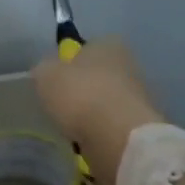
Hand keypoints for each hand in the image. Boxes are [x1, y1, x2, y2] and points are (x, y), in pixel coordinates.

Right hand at [32, 38, 165, 184]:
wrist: (119, 139)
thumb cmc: (80, 94)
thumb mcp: (45, 74)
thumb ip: (44, 69)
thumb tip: (47, 73)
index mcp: (108, 44)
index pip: (87, 47)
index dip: (69, 62)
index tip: (56, 78)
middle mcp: (128, 66)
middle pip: (97, 76)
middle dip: (82, 89)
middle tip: (61, 104)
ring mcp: (138, 98)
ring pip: (104, 102)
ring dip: (90, 113)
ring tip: (70, 126)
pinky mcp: (140, 128)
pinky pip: (111, 126)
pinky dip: (99, 133)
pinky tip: (86, 140)